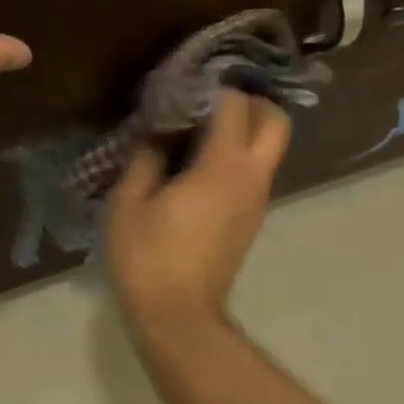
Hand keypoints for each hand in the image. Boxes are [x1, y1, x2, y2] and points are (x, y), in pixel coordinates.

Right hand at [103, 89, 290, 337]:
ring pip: (269, 148)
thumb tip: (153, 140)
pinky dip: (238, 155)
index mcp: (221, 167)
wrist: (177, 317)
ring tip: (198, 128)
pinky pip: (255, 172)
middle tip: (209, 100)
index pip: (234, 106)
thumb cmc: (147, 257)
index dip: (211, 88)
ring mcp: (256, 201)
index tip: (184, 85)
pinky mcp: (251, 220)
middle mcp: (250, 178)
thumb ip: (142, 161)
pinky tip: (198, 164)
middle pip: (275, 122)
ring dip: (245, 129)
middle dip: (249, 102)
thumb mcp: (127, 203)